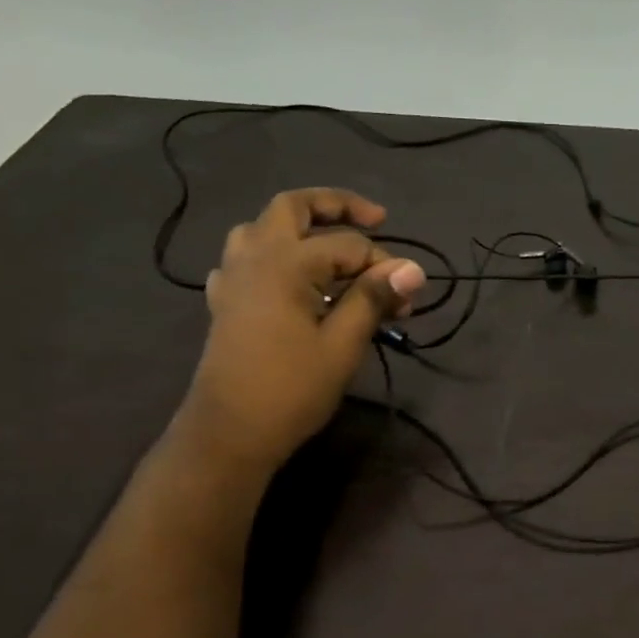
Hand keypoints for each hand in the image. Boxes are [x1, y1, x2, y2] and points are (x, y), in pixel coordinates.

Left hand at [177, 188, 424, 467]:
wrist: (230, 432)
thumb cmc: (291, 389)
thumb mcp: (343, 345)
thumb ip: (373, 299)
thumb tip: (413, 269)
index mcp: (285, 263)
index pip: (348, 246)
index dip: (383, 266)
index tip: (408, 296)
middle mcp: (255, 256)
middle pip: (293, 207)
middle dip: (336, 205)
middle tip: (375, 219)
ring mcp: (233, 277)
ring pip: (263, 228)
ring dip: (299, 227)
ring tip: (330, 246)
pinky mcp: (225, 301)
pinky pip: (246, 259)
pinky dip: (273, 257)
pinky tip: (289, 281)